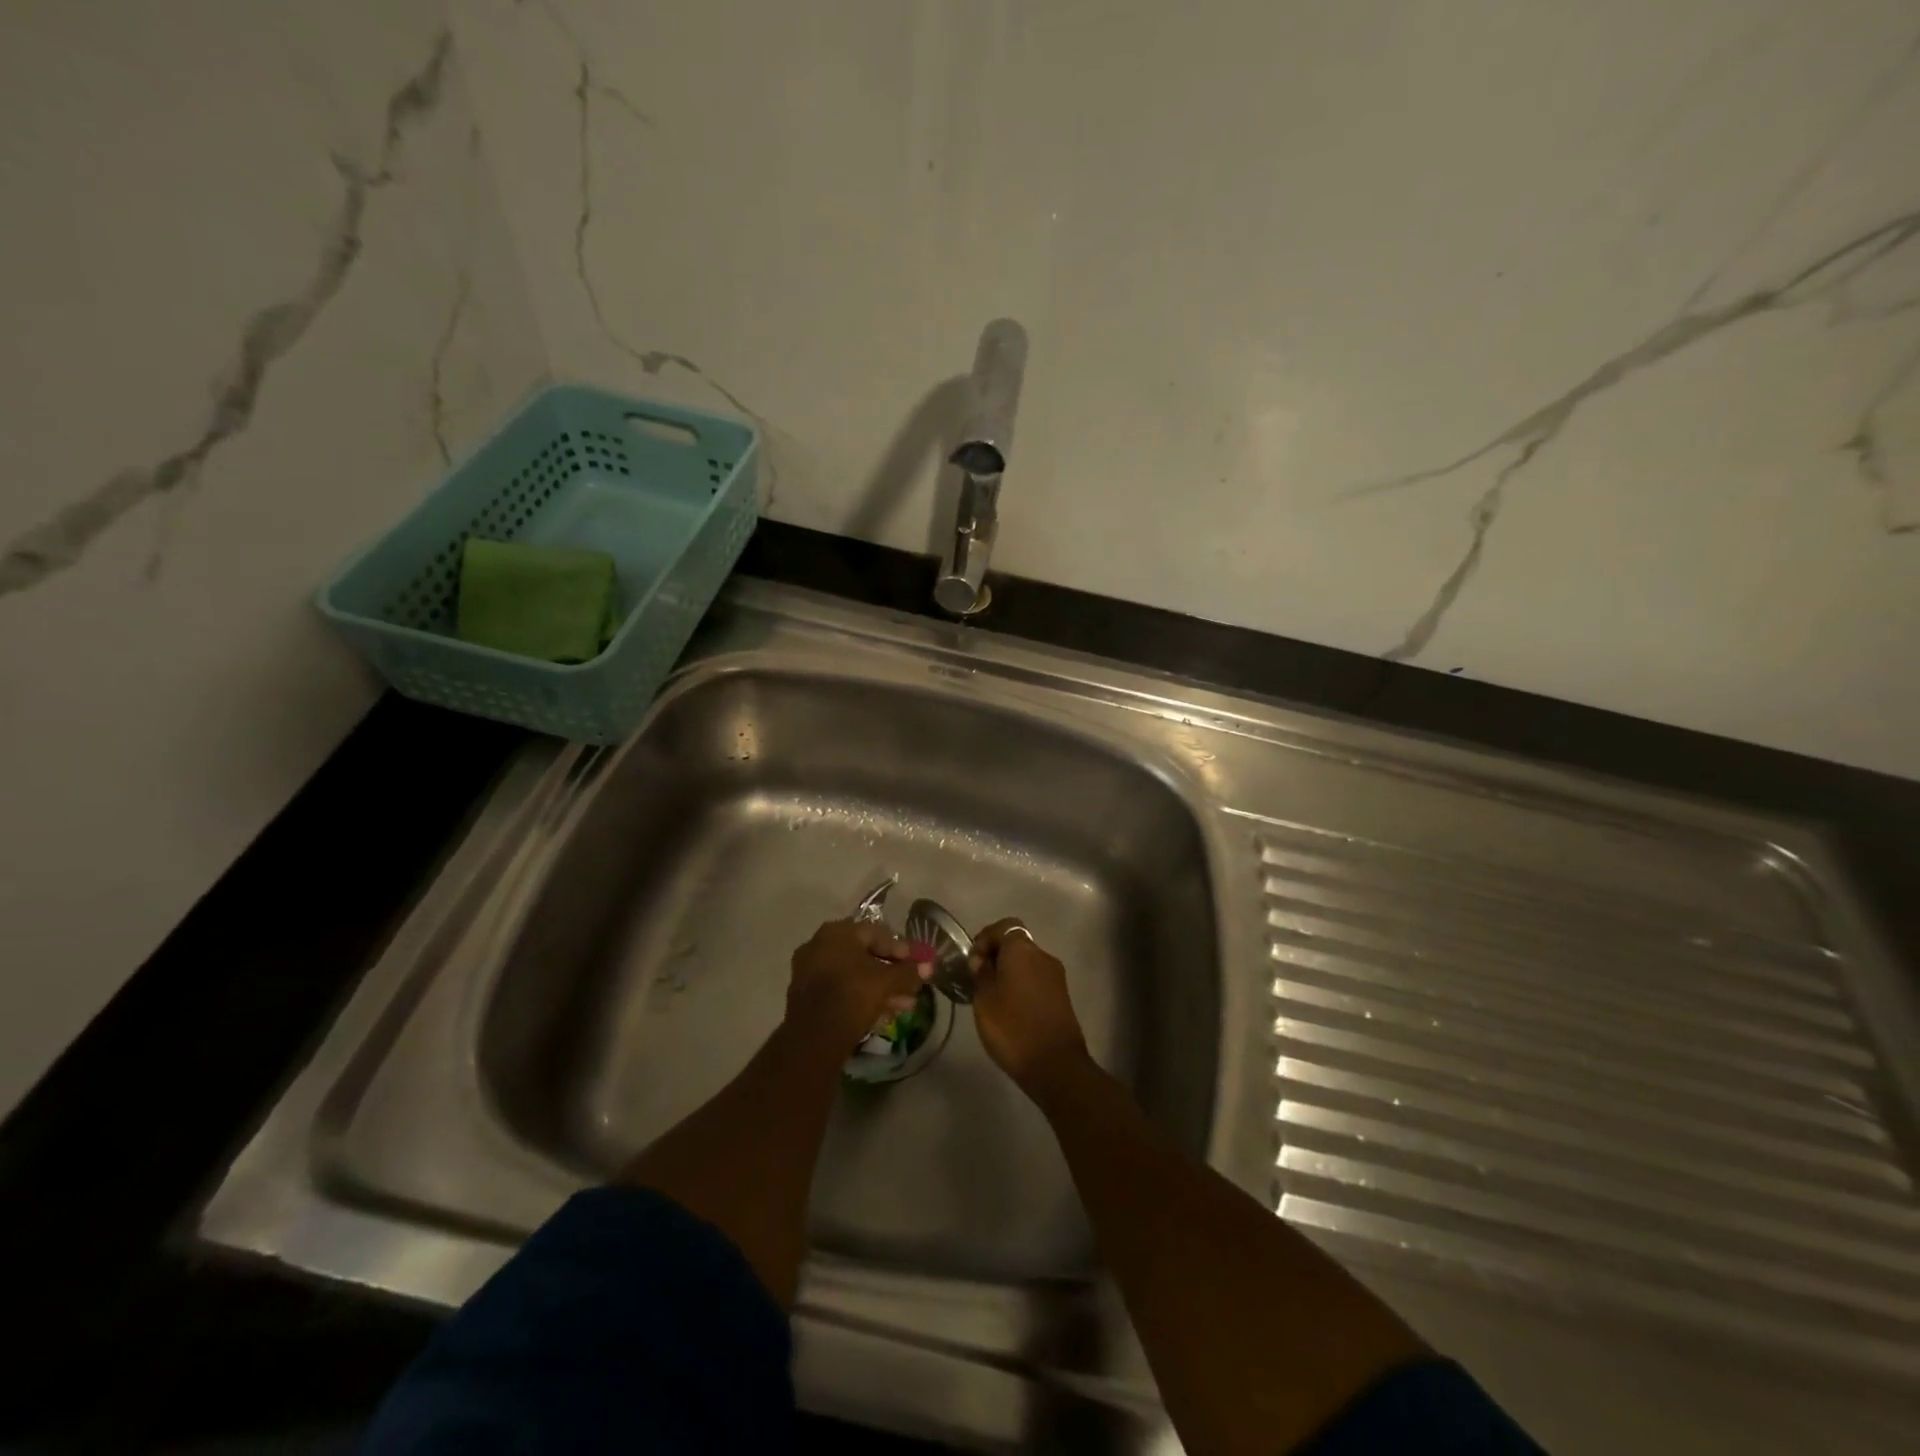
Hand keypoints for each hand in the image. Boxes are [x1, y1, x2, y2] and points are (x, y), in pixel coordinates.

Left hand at [787, 919, 925, 1049]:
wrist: (813, 1037)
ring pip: (854, 975)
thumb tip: (929, 967)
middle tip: (913, 985)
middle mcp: (820, 945)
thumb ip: (909, 972)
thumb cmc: (853, 995)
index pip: (877, 934)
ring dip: (881, 988)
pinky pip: (842, 990)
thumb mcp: (887, 982)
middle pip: (865, 955)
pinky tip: (885, 1013)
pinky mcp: (807, 996)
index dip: (902, 949)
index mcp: (837, 932)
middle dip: (893, 972)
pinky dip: (863, 997)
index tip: (919, 962)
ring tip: (906, 1004)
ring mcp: (810, 971)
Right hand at [968, 919, 1087, 1088]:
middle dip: (996, 957)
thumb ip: (981, 973)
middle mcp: (1042, 955)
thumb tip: (981, 960)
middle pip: (1016, 944)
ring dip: (1009, 973)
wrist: (1055, 1064)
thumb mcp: (984, 999)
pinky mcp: (1062, 996)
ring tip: (992, 997)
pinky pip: (1036, 980)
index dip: (985, 938)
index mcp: (1022, 949)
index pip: (1003, 926)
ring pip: (1027, 963)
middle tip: (978, 979)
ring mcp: (1056, 976)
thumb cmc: (1012, 1026)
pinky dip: (1022, 986)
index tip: (972, 961)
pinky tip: (1010, 1009)